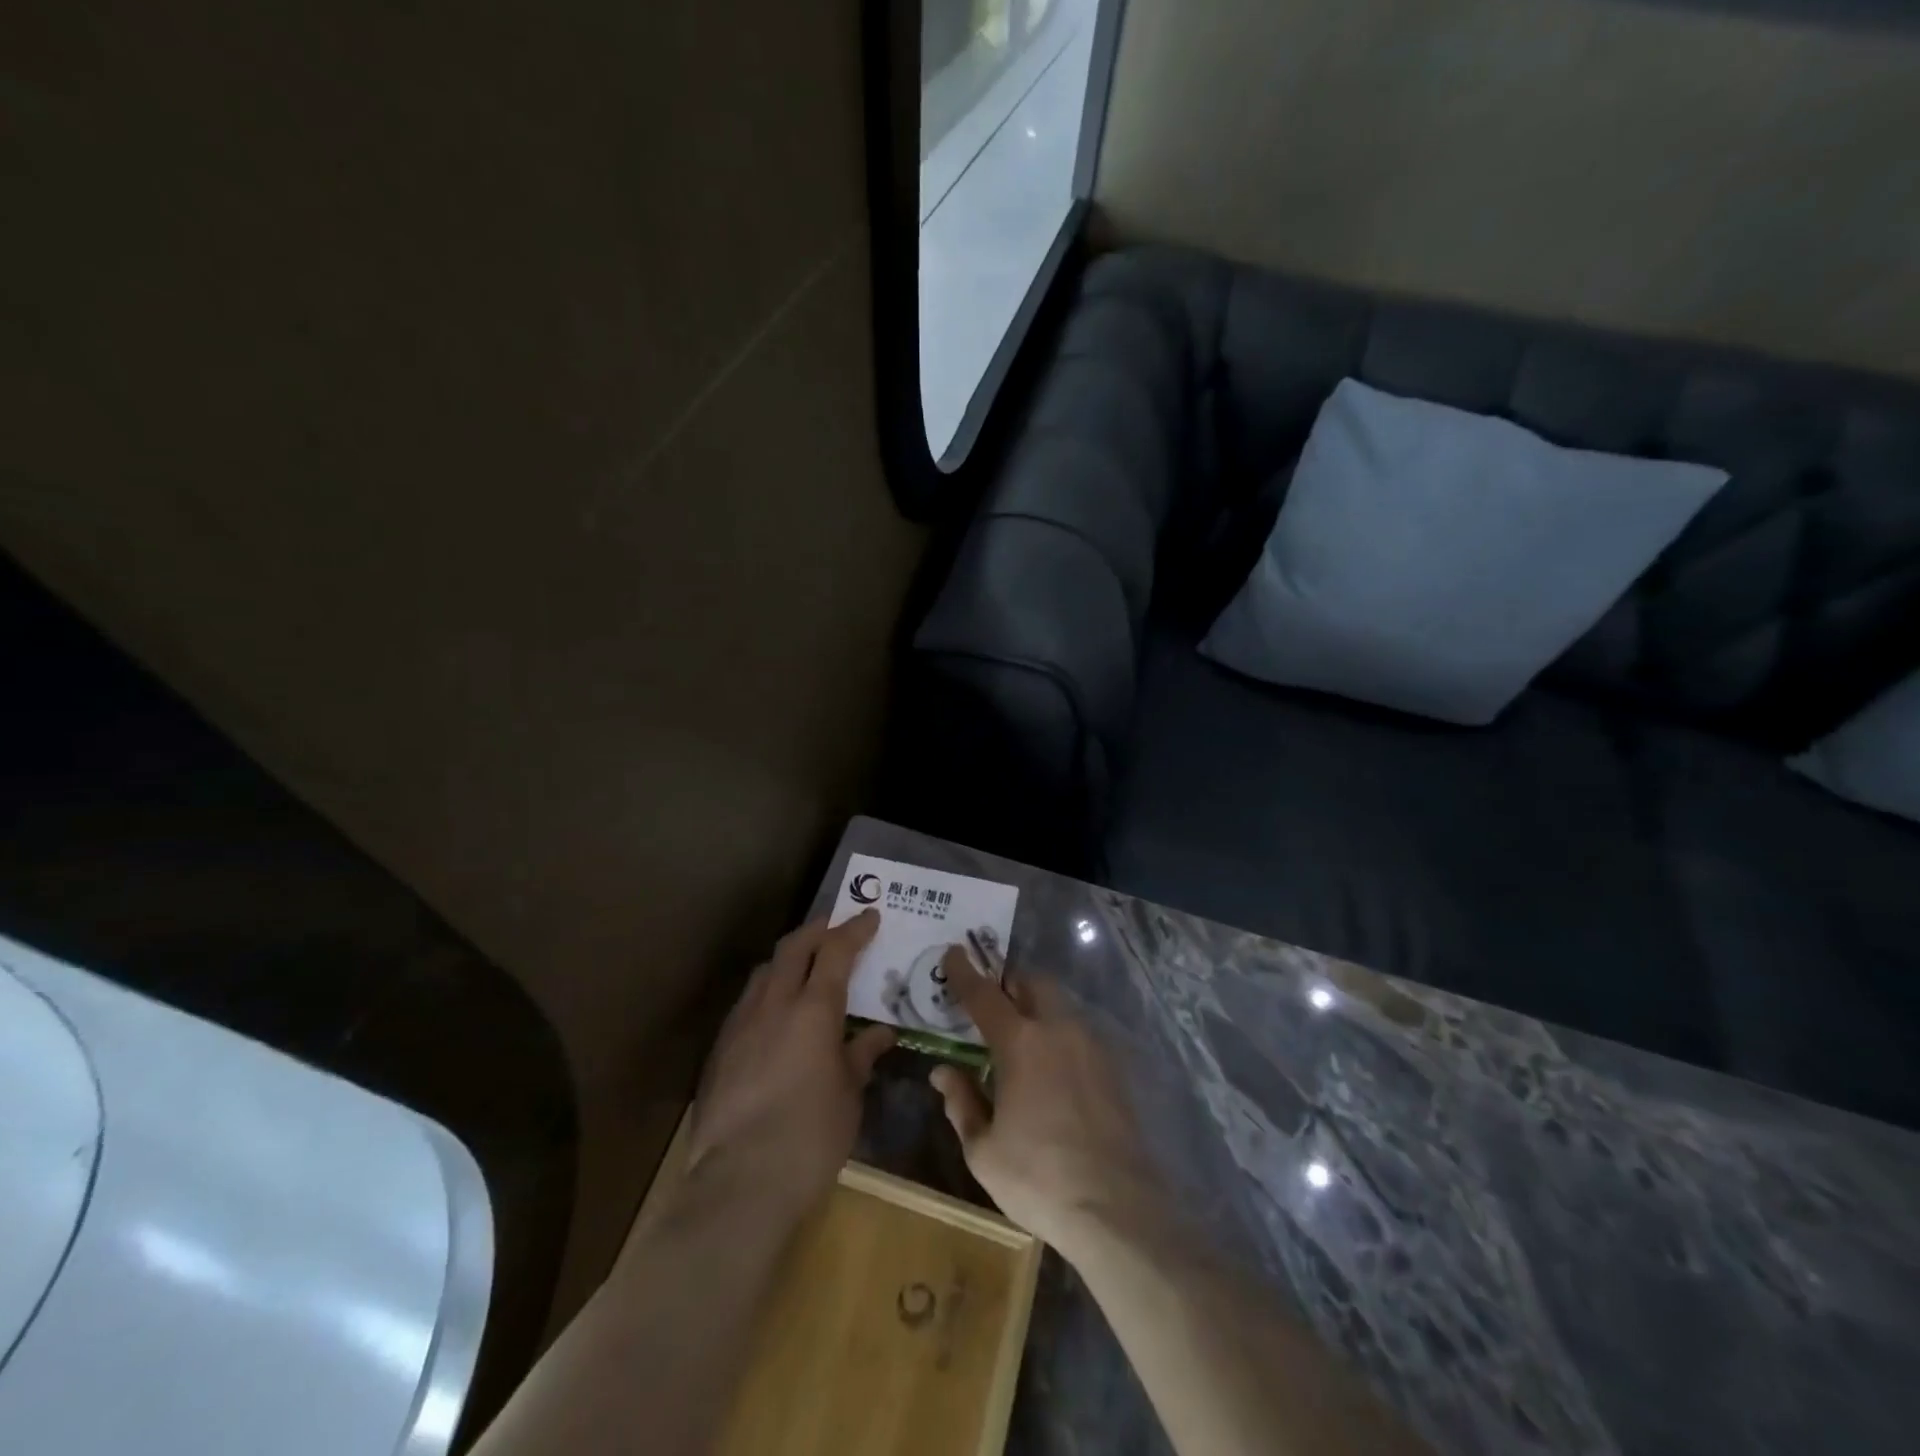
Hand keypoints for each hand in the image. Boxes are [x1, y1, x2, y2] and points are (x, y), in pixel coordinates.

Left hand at [686, 910, 894, 1222]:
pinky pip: (747, 1004)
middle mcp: (774, 1004)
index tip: (870, 916)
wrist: (739, 1183)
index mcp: (814, 1010)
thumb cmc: (810, 1137)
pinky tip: (776, 1017)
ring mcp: (741, 1025)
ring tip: (806, 968)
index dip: (854, 929)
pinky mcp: (720, 1051)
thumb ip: (862, 1055)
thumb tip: (880, 1033)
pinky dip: (768, 993)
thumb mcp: (849, 1096)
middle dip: (817, 930)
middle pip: (794, 947)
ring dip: (789, 960)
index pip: (836, 951)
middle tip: (836, 928)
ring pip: (765, 971)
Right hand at [929, 950, 1161, 1253]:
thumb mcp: (983, 1149)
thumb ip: (961, 1101)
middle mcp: (1058, 1030)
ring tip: (1021, 1037)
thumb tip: (943, 1072)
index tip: (953, 952)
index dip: (965, 972)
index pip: (984, 994)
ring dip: (1037, 1006)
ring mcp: (1091, 1045)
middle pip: (1032, 983)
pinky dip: (1059, 1032)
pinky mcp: (1113, 1067)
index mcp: (1020, 1043)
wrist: (1116, 1208)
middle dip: (1009, 982)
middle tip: (992, 1003)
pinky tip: (1052, 1068)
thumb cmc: (1038, 1178)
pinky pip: (1079, 1031)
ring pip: (1060, 1004)